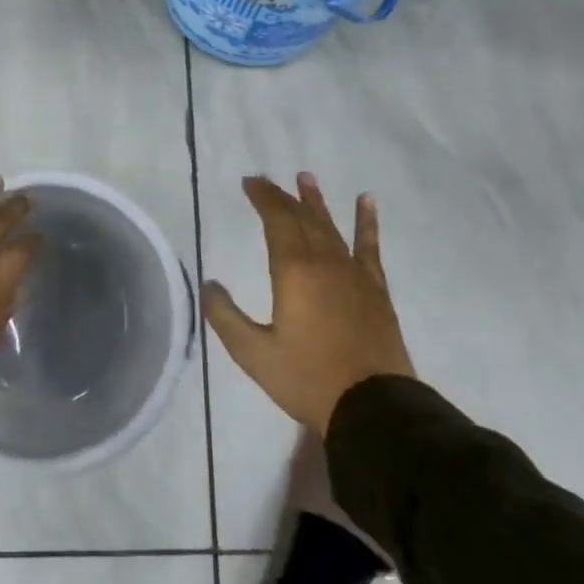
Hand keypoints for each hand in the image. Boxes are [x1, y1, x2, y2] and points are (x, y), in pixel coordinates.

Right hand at [203, 173, 414, 434]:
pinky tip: (366, 202)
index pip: (276, 220)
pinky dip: (367, 222)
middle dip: (282, 197)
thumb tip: (208, 284)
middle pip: (302, 218)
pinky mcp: (375, 289)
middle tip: (267, 180)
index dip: (263, 198)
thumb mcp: (254, 353)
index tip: (250, 182)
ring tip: (306, 177)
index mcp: (293, 271)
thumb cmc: (308, 378)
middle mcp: (324, 261)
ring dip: (317, 201)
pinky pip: (369, 247)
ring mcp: (353, 273)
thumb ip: (226, 317)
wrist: (373, 406)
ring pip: (331, 227)